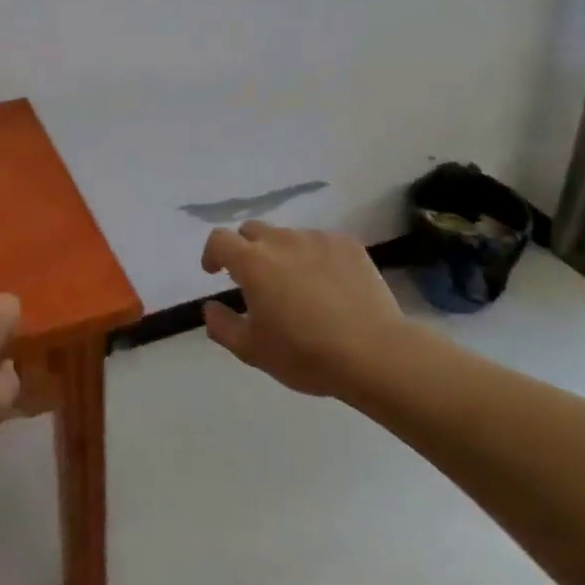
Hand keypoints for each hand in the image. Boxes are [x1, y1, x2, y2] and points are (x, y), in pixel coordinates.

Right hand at [201, 222, 407, 398]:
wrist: (374, 352)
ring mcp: (318, 239)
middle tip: (255, 280)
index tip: (215, 272)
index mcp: (253, 262)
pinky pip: (321, 243)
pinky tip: (328, 286)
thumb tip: (210, 307)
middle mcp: (282, 241)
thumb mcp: (252, 350)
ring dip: (282, 254)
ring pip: (289, 236)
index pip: (220, 240)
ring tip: (297, 286)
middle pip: (253, 230)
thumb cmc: (305, 353)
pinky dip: (314, 257)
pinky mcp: (348, 245)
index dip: (212, 253)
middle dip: (246, 249)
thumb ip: (221, 325)